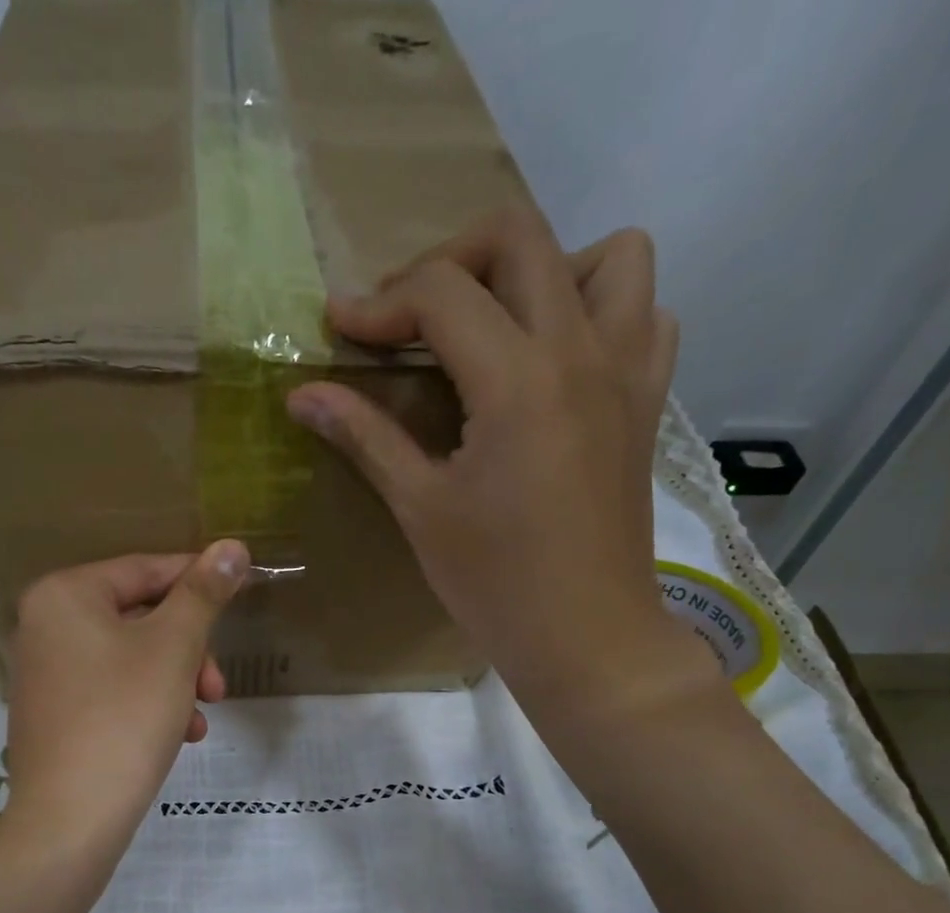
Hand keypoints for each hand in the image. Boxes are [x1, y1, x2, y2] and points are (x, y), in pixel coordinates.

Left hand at [1, 542, 248, 857]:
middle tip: (216, 687)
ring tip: (200, 719)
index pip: (146, 570)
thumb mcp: (174, 648)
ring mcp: (45, 672)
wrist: (70, 819)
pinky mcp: (52, 714)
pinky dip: (148, 704)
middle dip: (188, 651)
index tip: (241, 596)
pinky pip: (111, 690)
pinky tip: (178, 736)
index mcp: (65, 594)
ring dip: (175, 682)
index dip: (199, 582)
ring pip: (131, 659)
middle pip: (139, 618)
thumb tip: (232, 546)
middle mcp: (44, 625)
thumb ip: (203, 593)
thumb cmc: (124, 718)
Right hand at [285, 208, 714, 732]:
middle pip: (517, 238)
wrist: (584, 636)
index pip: (441, 292)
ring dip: (543, 270)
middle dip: (447, 262)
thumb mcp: (421, 508)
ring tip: (498, 327)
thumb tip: (303, 394)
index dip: (378, 304)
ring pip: (608, 256)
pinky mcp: (647, 401)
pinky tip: (558, 362)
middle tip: (407, 318)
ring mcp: (627, 370)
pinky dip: (602, 312)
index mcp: (517, 380)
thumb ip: (365, 437)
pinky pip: (646, 314)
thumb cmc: (494, 582)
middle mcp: (581, 350)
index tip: (339, 329)